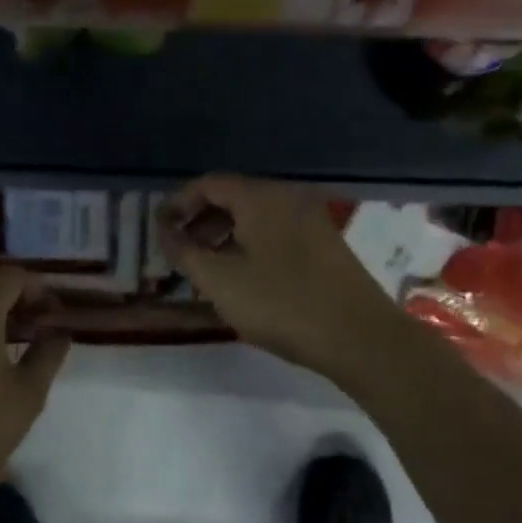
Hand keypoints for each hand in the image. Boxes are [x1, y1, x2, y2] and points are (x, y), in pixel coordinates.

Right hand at [157, 174, 399, 375]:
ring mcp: (312, 219)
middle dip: (200, 221)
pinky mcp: (325, 243)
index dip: (177, 203)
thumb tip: (164, 231)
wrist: (362, 338)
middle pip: (233, 197)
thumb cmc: (282, 304)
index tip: (159, 230)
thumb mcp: (220, 281)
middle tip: (180, 251)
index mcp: (261, 197)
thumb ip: (185, 252)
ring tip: (207, 269)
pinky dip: (250, 245)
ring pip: (255, 216)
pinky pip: (276, 231)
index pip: (208, 184)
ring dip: (224, 235)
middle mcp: (288, 197)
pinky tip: (244, 277)